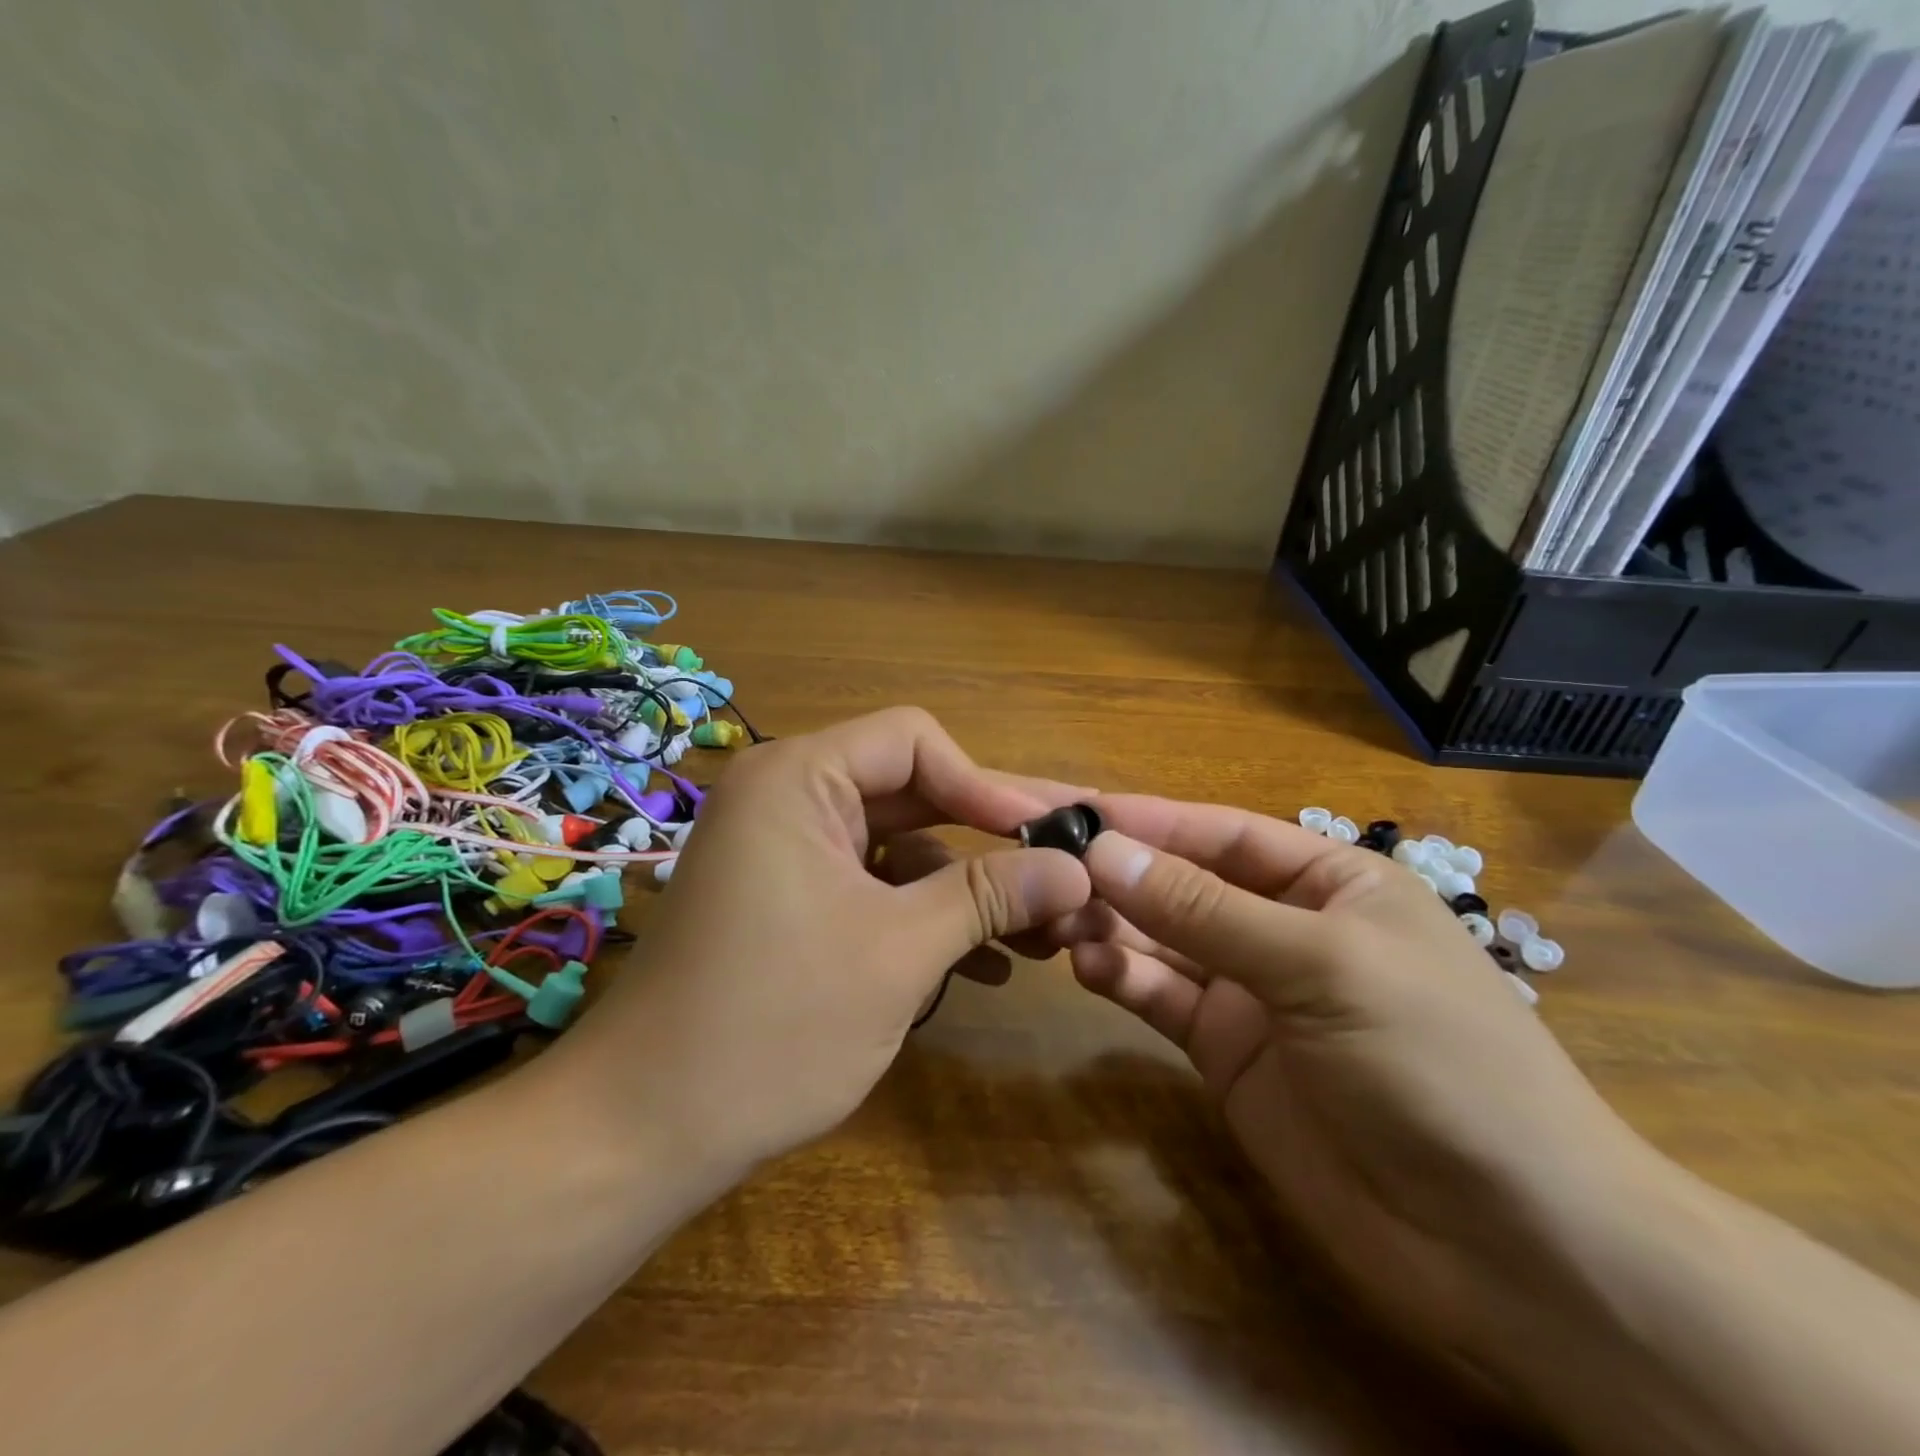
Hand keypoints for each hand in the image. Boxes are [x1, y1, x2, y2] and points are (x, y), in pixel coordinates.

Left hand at [557, 708, 1093, 1176]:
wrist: (643, 1131)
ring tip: (1044, 933)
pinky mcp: (791, 902)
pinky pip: (872, 887)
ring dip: (967, 888)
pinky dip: (924, 916)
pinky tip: (985, 964)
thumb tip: (1077, 867)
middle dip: (991, 839)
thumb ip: (990, 896)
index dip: (987, 784)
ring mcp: (788, 854)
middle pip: (913, 793)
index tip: (1050, 836)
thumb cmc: (772, 1025)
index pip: (914, 741)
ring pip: (900, 848)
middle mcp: (789, 799)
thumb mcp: (899, 952)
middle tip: (1070, 866)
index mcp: (798, 779)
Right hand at [1058, 797, 1671, 1382]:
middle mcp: (1286, 927)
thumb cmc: (1437, 1065)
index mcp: (1330, 882)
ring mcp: (1254, 993)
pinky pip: (1162, 998)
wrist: (1513, 1252)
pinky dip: (1123, 978)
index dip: (1147, 821)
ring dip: (1111, 924)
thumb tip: (1103, 850)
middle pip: (1183, 884)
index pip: (1220, 834)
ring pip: (1163, 941)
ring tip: (1055, 920)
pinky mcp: (1228, 1053)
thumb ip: (1205, 909)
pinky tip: (1087, 967)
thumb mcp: (1322, 966)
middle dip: (1119, 873)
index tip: (1072, 813)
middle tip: (1042, 867)